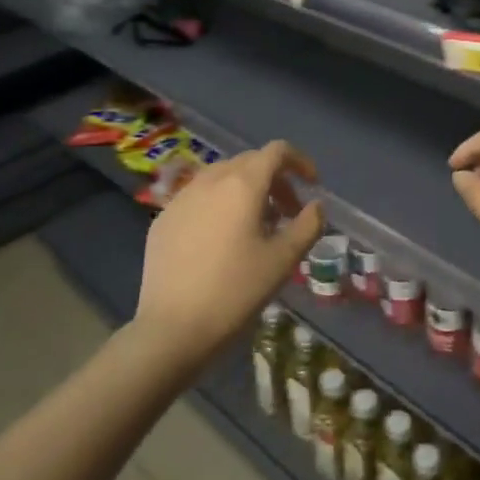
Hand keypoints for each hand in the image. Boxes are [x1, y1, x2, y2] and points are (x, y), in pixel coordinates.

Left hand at [135, 140, 323, 367]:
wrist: (171, 328)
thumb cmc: (235, 291)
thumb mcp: (283, 260)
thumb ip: (308, 226)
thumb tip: (315, 206)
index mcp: (242, 185)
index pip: (276, 151)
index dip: (299, 161)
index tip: (312, 185)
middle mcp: (210, 180)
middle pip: (249, 162)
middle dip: (275, 179)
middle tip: (288, 212)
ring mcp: (181, 198)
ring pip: (221, 177)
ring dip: (245, 190)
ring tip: (255, 225)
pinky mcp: (163, 218)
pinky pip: (198, 197)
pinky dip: (218, 204)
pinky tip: (220, 240)